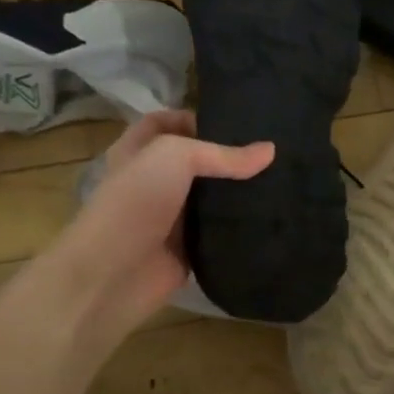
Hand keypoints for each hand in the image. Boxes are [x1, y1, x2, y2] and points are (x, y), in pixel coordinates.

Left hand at [57, 111, 272, 339]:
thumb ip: (222, 154)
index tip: (234, 124)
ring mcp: (172, 218)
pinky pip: (219, 234)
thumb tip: (270, 151)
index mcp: (139, 152)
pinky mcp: (188, 249)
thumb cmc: (134, 203)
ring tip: (281, 183)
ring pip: (212, 199)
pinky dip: (240, 229)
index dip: (193, 118)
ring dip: (239, 194)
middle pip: (196, 162)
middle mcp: (155, 182)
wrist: (113, 274)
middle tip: (271, 154)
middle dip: (228, 158)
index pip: (165, 123)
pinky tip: (271, 219)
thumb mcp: (174, 157)